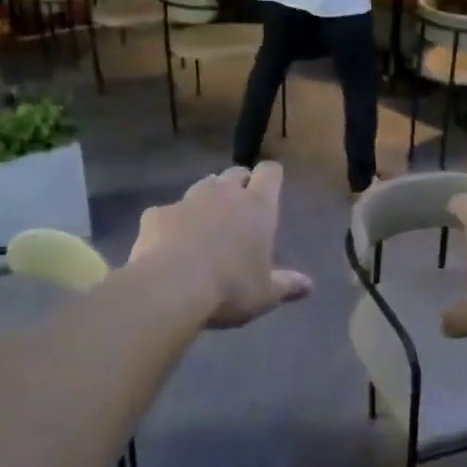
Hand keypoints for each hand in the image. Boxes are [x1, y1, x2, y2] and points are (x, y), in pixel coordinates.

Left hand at [128, 164, 311, 327]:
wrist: (170, 287)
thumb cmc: (230, 288)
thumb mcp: (265, 294)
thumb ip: (287, 285)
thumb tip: (309, 286)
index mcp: (257, 207)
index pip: (270, 172)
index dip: (270, 176)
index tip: (271, 187)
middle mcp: (224, 194)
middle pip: (235, 173)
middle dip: (240, 184)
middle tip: (241, 208)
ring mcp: (187, 200)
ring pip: (203, 186)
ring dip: (208, 198)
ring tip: (208, 222)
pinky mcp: (157, 214)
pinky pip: (168, 211)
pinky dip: (172, 222)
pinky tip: (169, 243)